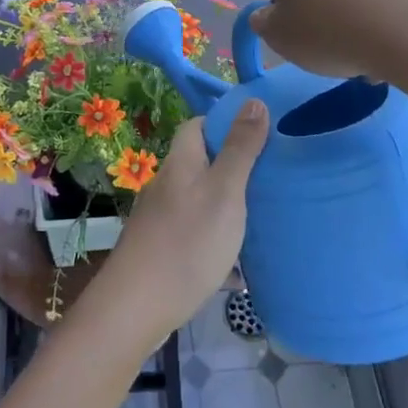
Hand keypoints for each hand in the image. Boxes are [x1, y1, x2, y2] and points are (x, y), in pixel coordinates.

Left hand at [83, 105, 269, 350]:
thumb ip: (240, 148)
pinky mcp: (161, 251)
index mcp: (180, 162)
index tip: (258, 135)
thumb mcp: (224, 191)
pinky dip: (217, 244)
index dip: (224, 124)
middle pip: (200, 164)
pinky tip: (239, 268)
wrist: (137, 306)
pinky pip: (195, 236)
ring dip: (226, 207)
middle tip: (269, 180)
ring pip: (199, 202)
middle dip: (232, 168)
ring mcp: (160, 220)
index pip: (196, 126)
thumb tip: (253, 100)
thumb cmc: (187, 242)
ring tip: (262, 220)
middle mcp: (166, 185)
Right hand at [251, 0, 407, 84]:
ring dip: (353, 16)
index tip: (300, 31)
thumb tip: (269, 15)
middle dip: (322, 6)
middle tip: (329, 42)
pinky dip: (381, 18)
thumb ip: (264, 21)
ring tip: (362, 53)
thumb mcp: (277, 35)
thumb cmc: (327, 27)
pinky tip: (386, 46)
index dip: (286, 6)